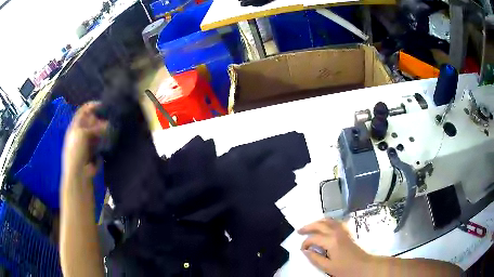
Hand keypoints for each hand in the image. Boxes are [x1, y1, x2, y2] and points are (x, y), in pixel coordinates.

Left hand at [63, 102, 107, 179]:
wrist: (79, 174)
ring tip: (110, 130)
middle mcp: (79, 133)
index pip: (82, 111)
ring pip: (95, 132)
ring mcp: (85, 143)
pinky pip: (99, 143)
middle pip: (90, 122)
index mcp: (74, 127)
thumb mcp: (83, 134)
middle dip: (99, 120)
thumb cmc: (76, 151)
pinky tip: (108, 142)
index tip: (103, 105)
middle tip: (108, 121)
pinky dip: (103, 141)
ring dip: (102, 130)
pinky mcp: (92, 153)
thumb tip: (107, 124)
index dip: (91, 106)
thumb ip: (94, 127)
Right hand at [299, 218, 373, 275]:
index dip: (305, 243)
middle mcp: (337, 232)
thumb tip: (305, 251)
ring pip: (329, 220)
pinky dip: (328, 221)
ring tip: (311, 226)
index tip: (302, 250)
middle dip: (308, 227)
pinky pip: (337, 222)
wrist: (364, 265)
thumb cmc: (345, 268)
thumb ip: (315, 258)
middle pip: (320, 224)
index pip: (313, 238)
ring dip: (318, 222)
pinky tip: (326, 226)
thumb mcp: (327, 267)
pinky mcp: (348, 232)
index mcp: (331, 241)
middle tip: (299, 231)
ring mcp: (344, 230)